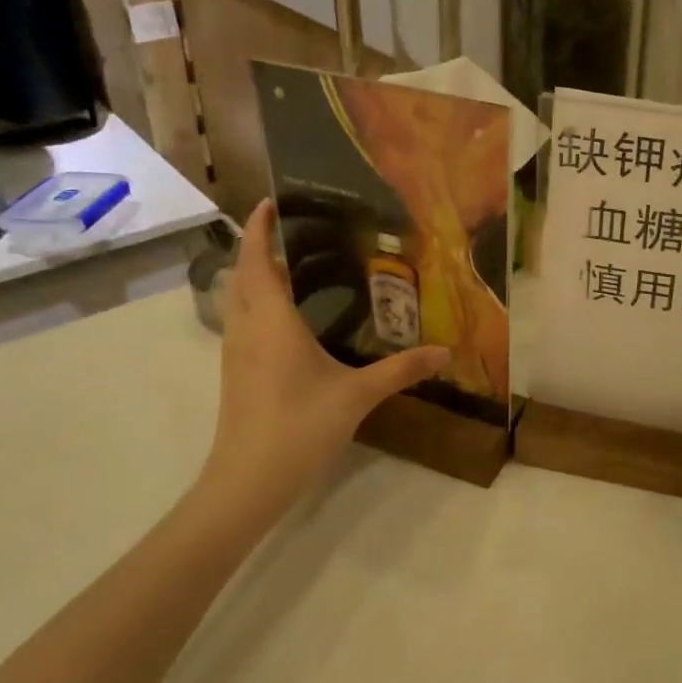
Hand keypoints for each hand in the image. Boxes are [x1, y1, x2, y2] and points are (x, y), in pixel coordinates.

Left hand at [197, 199, 448, 507]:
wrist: (248, 481)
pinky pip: (242, 322)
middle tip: (295, 233)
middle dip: (259, 248)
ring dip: (255, 276)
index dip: (259, 228)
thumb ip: (402, 370)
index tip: (271, 201)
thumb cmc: (299, 427)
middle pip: (242, 275)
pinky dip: (257, 304)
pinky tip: (288, 321)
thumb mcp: (357, 395)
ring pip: (238, 300)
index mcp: (272, 321)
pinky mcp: (235, 373)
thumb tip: (445, 352)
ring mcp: (235, 352)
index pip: (257, 260)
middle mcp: (247, 328)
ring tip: (293, 267)